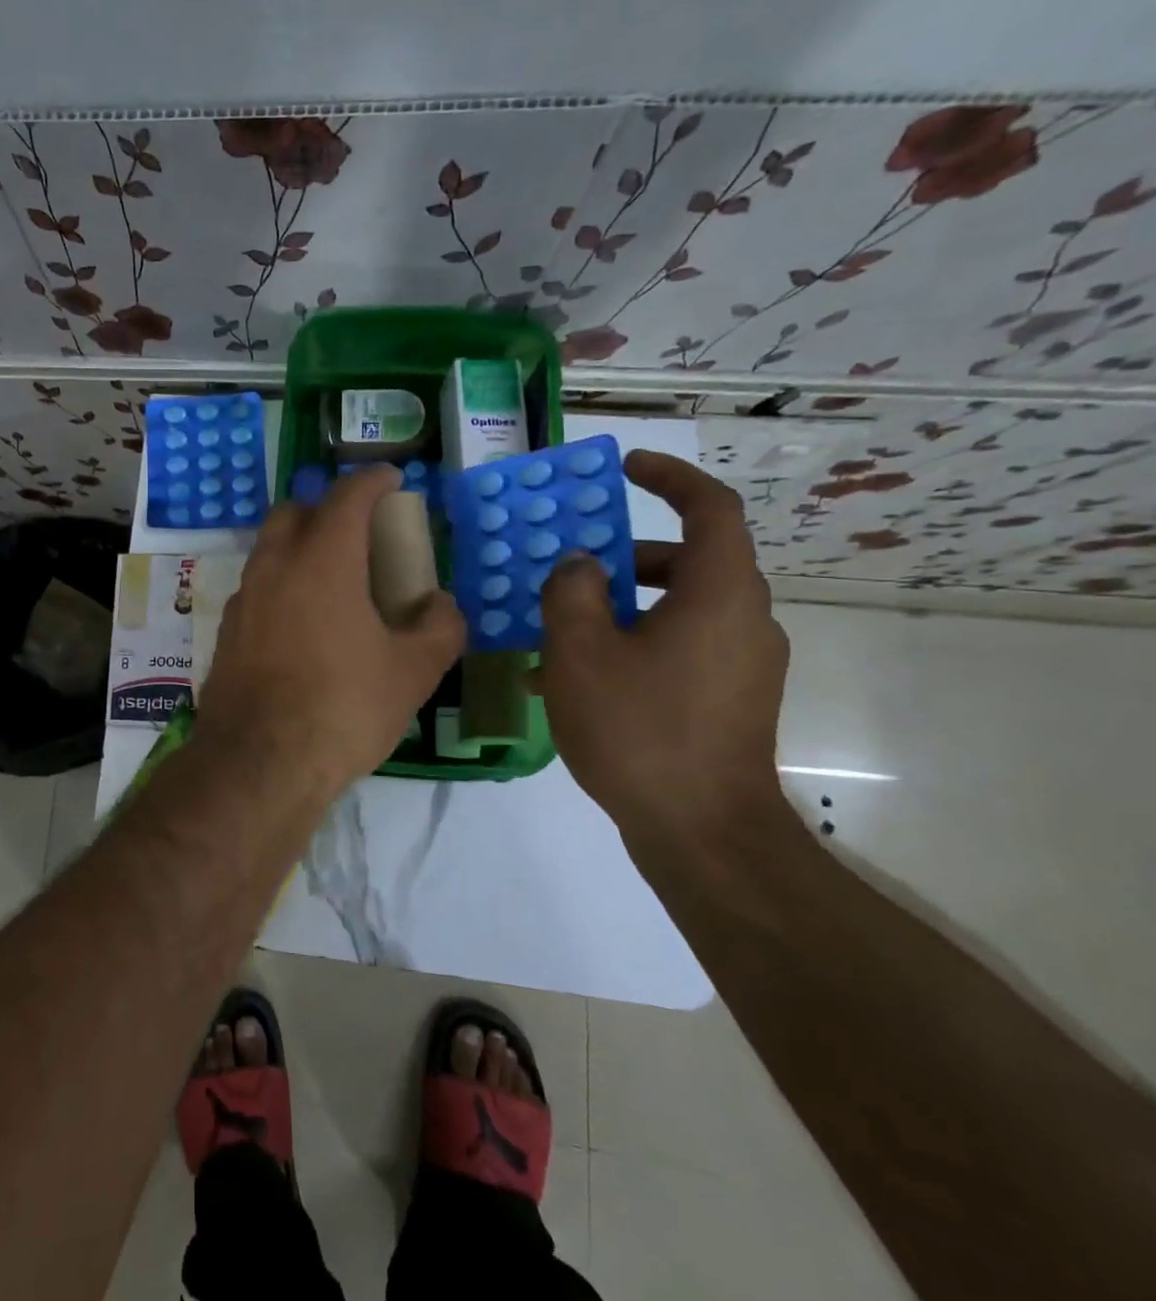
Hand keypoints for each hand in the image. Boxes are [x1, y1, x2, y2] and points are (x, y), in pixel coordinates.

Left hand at [197, 465, 465, 804]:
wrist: (260, 762)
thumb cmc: (343, 708)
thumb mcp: (413, 671)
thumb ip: (440, 627)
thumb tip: (438, 605)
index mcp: (323, 560)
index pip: (347, 496)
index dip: (372, 481)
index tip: (391, 480)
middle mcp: (275, 566)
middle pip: (294, 511)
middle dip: (326, 509)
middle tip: (358, 533)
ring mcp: (244, 598)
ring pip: (269, 549)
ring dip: (299, 547)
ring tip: (332, 579)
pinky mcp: (226, 631)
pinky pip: (257, 588)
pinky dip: (281, 585)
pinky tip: (301, 623)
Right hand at [539, 450, 789, 837]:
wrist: (702, 832)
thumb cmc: (639, 728)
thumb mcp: (581, 652)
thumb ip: (572, 592)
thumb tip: (581, 564)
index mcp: (719, 594)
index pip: (711, 508)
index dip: (670, 477)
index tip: (627, 468)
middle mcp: (744, 619)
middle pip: (688, 563)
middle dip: (624, 559)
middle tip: (571, 571)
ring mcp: (743, 664)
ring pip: (676, 611)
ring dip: (618, 611)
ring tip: (554, 638)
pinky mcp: (731, 700)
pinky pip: (678, 651)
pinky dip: (632, 647)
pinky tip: (574, 684)